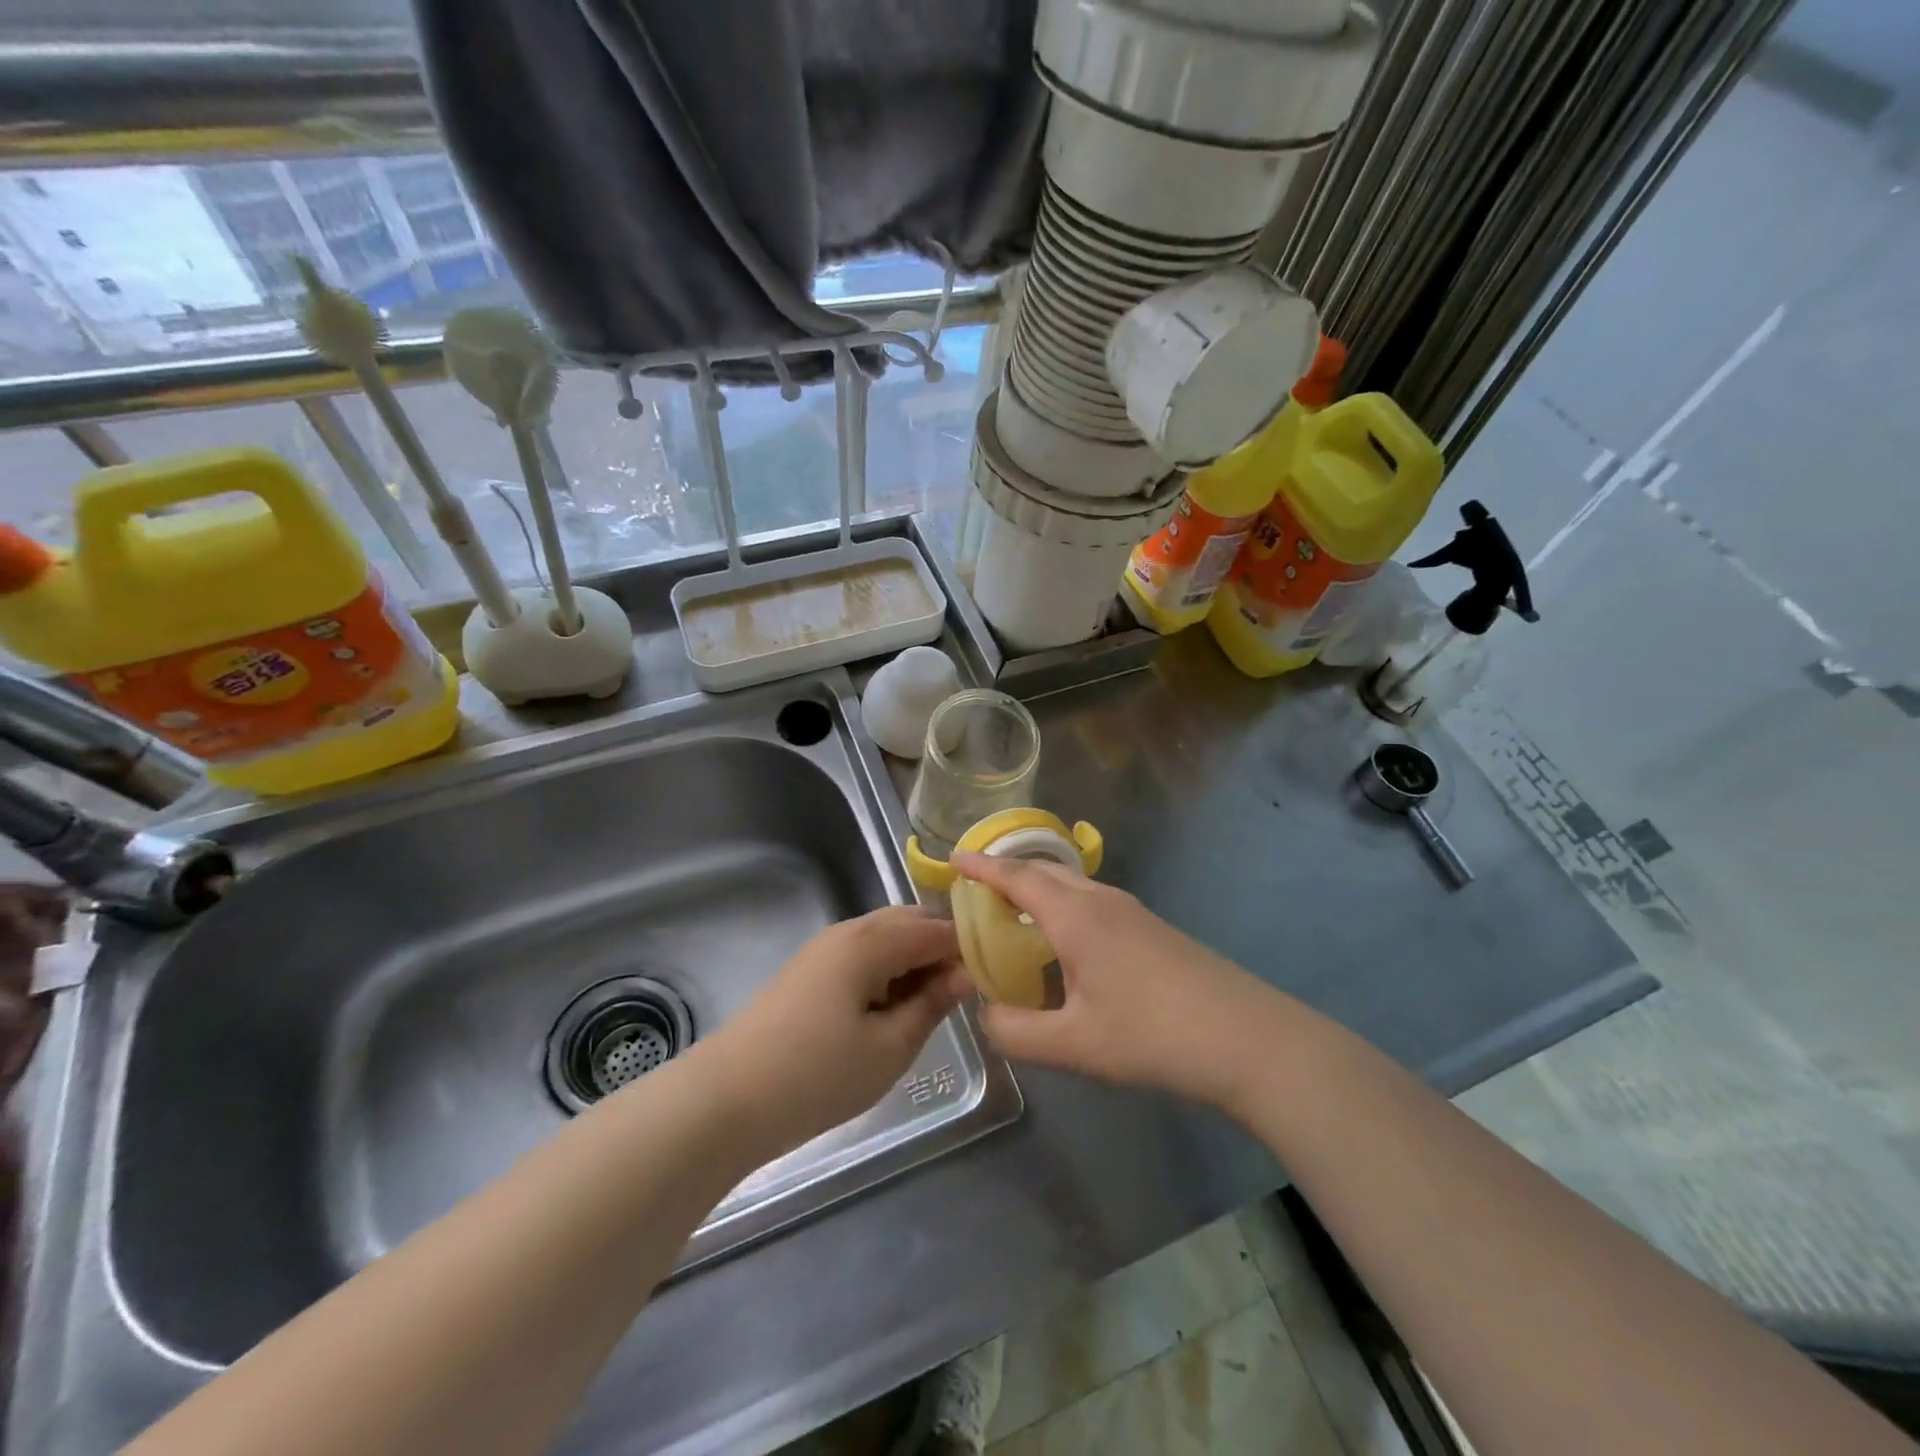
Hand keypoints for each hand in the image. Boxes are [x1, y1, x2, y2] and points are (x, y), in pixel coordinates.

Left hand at [699, 906, 970, 1157]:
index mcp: (872, 940)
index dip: (970, 948)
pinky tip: (894, 1008)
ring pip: (885, 938)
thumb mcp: (890, 1047)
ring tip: (934, 1004)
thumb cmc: (817, 1075)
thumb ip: (932, 1004)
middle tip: (966, 992)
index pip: (937, 928)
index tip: (997, 975)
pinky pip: (863, 956)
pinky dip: (888, 971)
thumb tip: (966, 974)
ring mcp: (824, 949)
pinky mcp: (809, 972)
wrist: (725, 1100)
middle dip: (942, 949)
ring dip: (914, 960)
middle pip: (910, 923)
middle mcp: (848, 931)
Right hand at [952, 853, 1282, 1111]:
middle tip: (976, 892)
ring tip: (1013, 917)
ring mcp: (1133, 912)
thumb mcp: (1074, 1045)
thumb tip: (985, 1014)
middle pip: (1044, 871)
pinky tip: (1064, 946)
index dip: (981, 866)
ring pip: (1072, 886)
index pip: (1017, 876)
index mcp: (1076, 916)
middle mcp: (1102, 901)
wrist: (1248, 1039)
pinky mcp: (1152, 929)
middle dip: (1007, 874)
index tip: (952, 857)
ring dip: (1037, 891)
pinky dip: (1062, 908)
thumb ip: (1016, 1031)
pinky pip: (1092, 903)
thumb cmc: (1154, 1035)